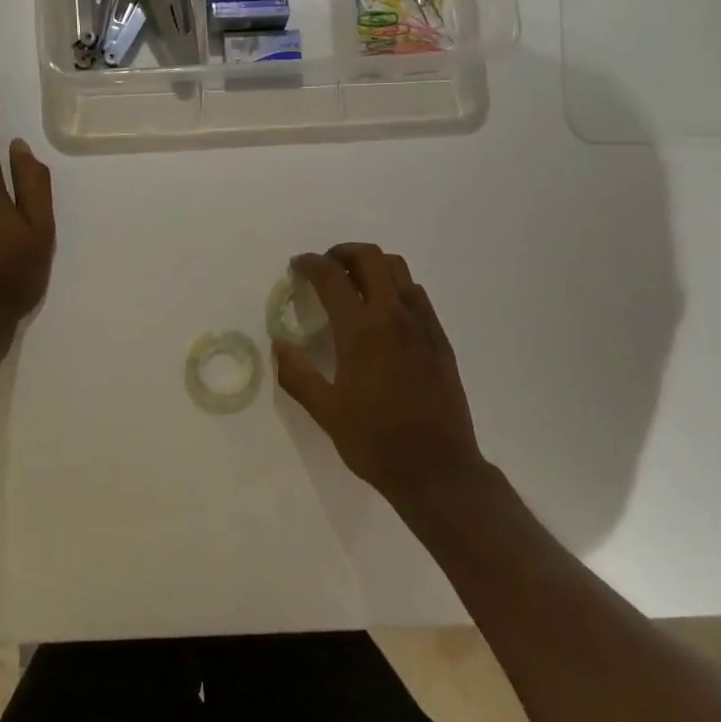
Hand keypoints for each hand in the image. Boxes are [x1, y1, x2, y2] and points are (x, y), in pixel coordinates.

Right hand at [274, 243, 484, 502]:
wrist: (438, 469)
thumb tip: (280, 344)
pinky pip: (417, 294)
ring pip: (399, 269)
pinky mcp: (440, 339)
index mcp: (362, 331)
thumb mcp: (325, 412)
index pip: (332, 277)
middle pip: (370, 258)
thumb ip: (297, 374)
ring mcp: (423, 325)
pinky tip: (384, 312)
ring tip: (354, 283)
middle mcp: (394, 316)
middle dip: (343, 252)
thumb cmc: (375, 441)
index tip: (297, 265)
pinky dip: (395, 286)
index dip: (310, 264)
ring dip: (372, 265)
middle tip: (325, 266)